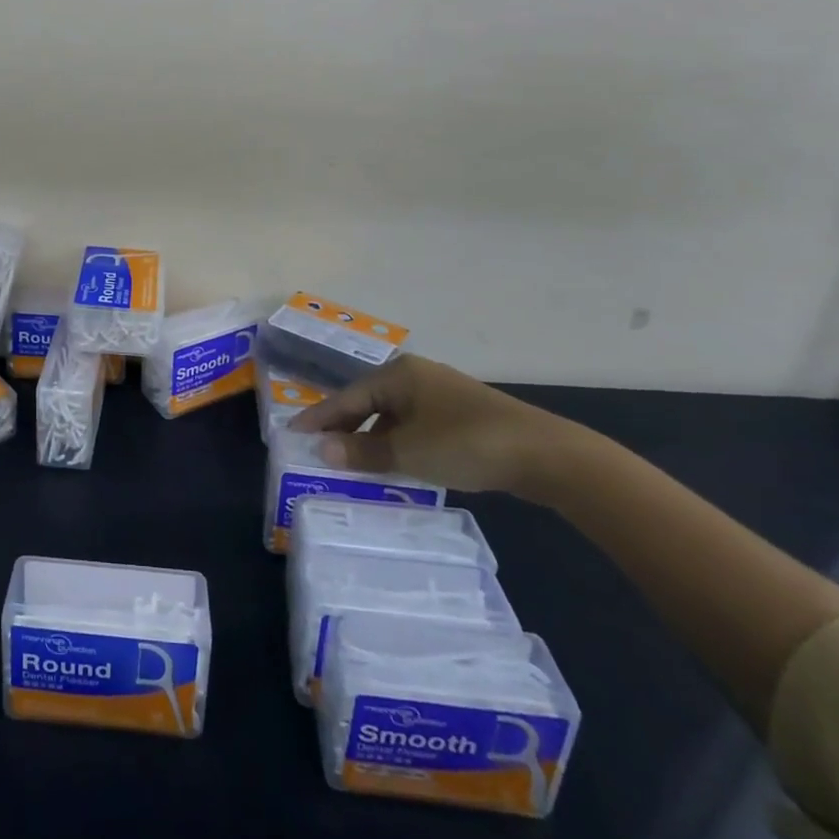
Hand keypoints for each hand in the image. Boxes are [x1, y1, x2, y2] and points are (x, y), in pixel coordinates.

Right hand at [286, 354, 582, 497]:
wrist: (545, 454)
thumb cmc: (466, 443)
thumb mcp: (408, 452)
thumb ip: (362, 452)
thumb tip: (321, 450)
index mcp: (399, 374)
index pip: (347, 396)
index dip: (319, 417)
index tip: (292, 432)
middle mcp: (416, 377)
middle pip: (368, 402)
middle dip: (344, 428)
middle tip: (319, 451)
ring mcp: (441, 395)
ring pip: (392, 416)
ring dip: (372, 440)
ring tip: (351, 464)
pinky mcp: (461, 415)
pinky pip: (414, 426)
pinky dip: (398, 444)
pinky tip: (394, 465)